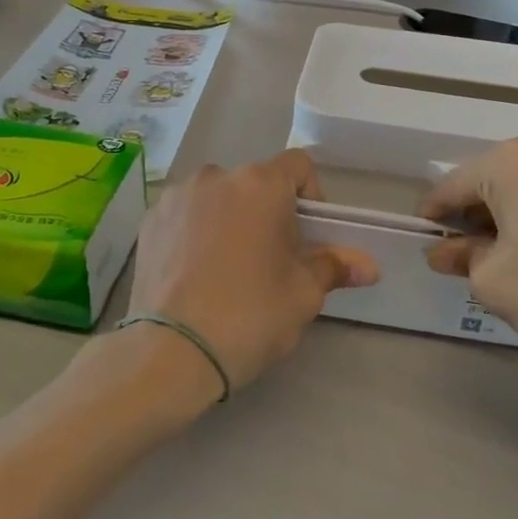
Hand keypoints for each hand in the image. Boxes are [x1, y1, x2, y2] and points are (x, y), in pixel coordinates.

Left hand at [126, 149, 378, 401]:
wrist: (169, 353)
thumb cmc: (249, 315)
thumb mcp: (303, 294)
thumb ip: (334, 267)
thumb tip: (369, 266)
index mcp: (260, 184)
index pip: (298, 165)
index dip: (312, 195)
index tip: (309, 236)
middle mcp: (215, 176)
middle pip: (255, 183)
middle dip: (269, 213)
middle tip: (272, 260)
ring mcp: (176, 197)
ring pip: (218, 198)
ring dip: (231, 220)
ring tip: (229, 269)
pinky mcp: (148, 222)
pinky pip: (185, 216)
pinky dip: (197, 233)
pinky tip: (195, 273)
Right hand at [419, 127, 517, 377]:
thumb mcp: (492, 281)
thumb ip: (460, 256)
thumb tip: (442, 249)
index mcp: (512, 161)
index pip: (455, 185)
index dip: (436, 212)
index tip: (426, 231)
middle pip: (494, 177)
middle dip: (478, 209)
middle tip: (468, 247)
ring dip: (515, 205)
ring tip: (514, 245)